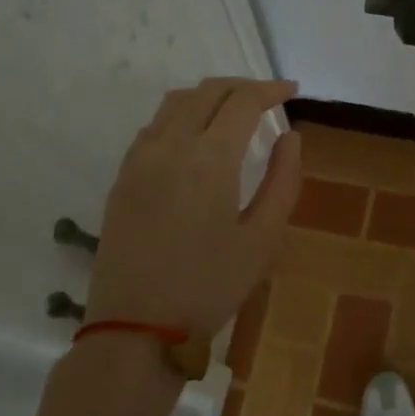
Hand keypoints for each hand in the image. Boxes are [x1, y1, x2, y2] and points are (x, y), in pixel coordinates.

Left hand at [88, 78, 302, 338]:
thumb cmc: (209, 286)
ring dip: (209, 96)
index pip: (243, 101)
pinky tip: (194, 138)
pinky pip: (153, 126)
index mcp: (209, 158)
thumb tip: (290, 137)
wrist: (135, 328)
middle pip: (207, 91)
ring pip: (176, 102)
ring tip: (233, 112)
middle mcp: (170, 145)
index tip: (292, 91)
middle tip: (268, 99)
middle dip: (242, 87)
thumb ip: (283, 180)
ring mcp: (140, 159)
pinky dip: (181, 116)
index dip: (270, 90)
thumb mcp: (262, 238)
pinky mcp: (122, 177)